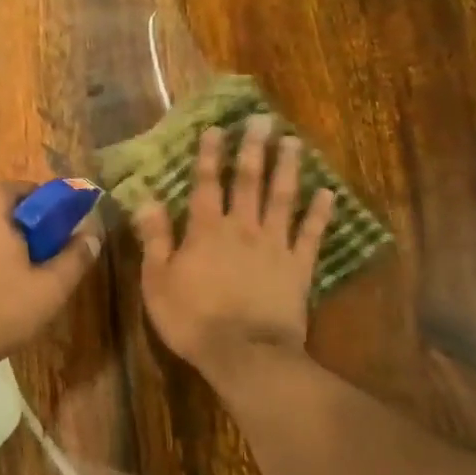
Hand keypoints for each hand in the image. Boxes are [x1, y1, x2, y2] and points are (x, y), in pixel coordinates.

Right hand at [133, 117, 333, 379]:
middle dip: (254, 148)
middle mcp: (242, 227)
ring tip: (294, 142)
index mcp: (206, 230)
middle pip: (249, 181)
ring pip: (282, 198)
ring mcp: (274, 245)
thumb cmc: (193, 319)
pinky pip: (311, 234)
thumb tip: (147, 200)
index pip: (206, 184)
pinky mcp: (299, 267)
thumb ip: (155, 239)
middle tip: (263, 120)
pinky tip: (328, 193)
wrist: (245, 354)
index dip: (209, 155)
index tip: (216, 128)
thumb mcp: (158, 281)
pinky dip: (320, 213)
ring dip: (287, 168)